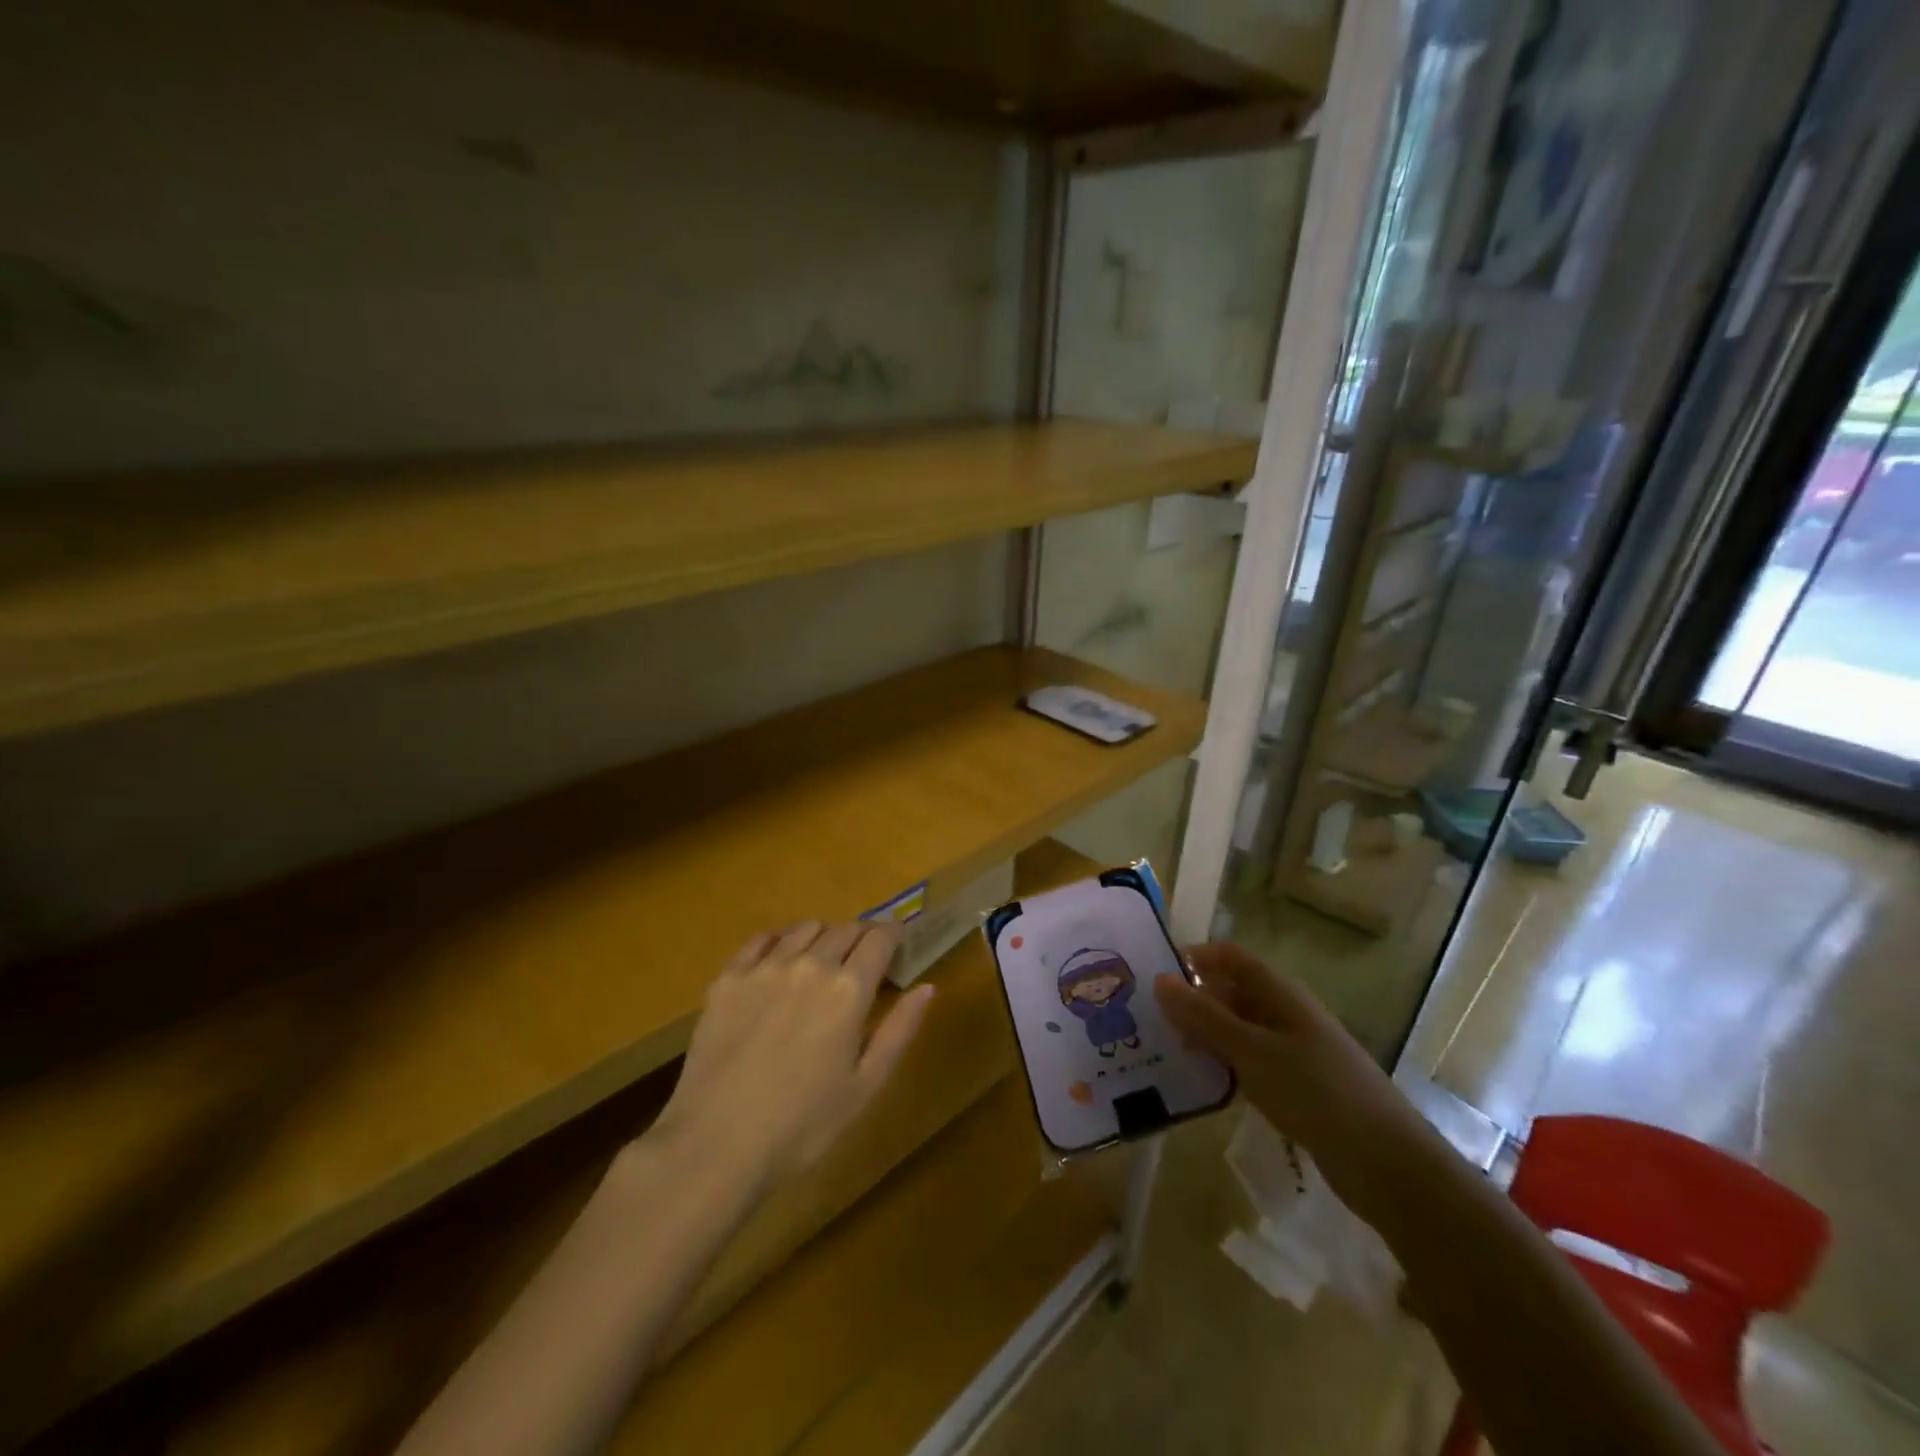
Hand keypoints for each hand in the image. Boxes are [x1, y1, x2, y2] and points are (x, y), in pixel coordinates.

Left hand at [651, 921, 933, 1195]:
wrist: (716, 1146)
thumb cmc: (803, 1126)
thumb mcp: (866, 1085)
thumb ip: (900, 1030)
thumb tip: (928, 987)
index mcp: (848, 989)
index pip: (880, 938)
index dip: (894, 935)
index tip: (898, 945)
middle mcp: (810, 964)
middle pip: (846, 928)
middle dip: (863, 937)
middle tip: (864, 961)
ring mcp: (764, 967)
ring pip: (805, 928)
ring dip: (824, 937)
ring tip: (823, 962)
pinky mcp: (728, 978)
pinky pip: (761, 940)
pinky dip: (780, 940)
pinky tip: (780, 960)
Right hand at [1153, 943, 1434, 1217]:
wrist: (1387, 1164)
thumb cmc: (1316, 1092)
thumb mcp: (1252, 1051)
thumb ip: (1204, 1017)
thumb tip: (1160, 980)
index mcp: (1281, 994)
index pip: (1232, 958)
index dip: (1196, 957)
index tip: (1155, 971)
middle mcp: (1287, 1015)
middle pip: (1233, 993)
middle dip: (1193, 999)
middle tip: (1149, 1016)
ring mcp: (1294, 1052)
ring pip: (1239, 1031)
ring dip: (1205, 1035)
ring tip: (1163, 1049)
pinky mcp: (1297, 1088)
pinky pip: (1250, 1063)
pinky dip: (1224, 1065)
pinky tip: (1199, 1082)